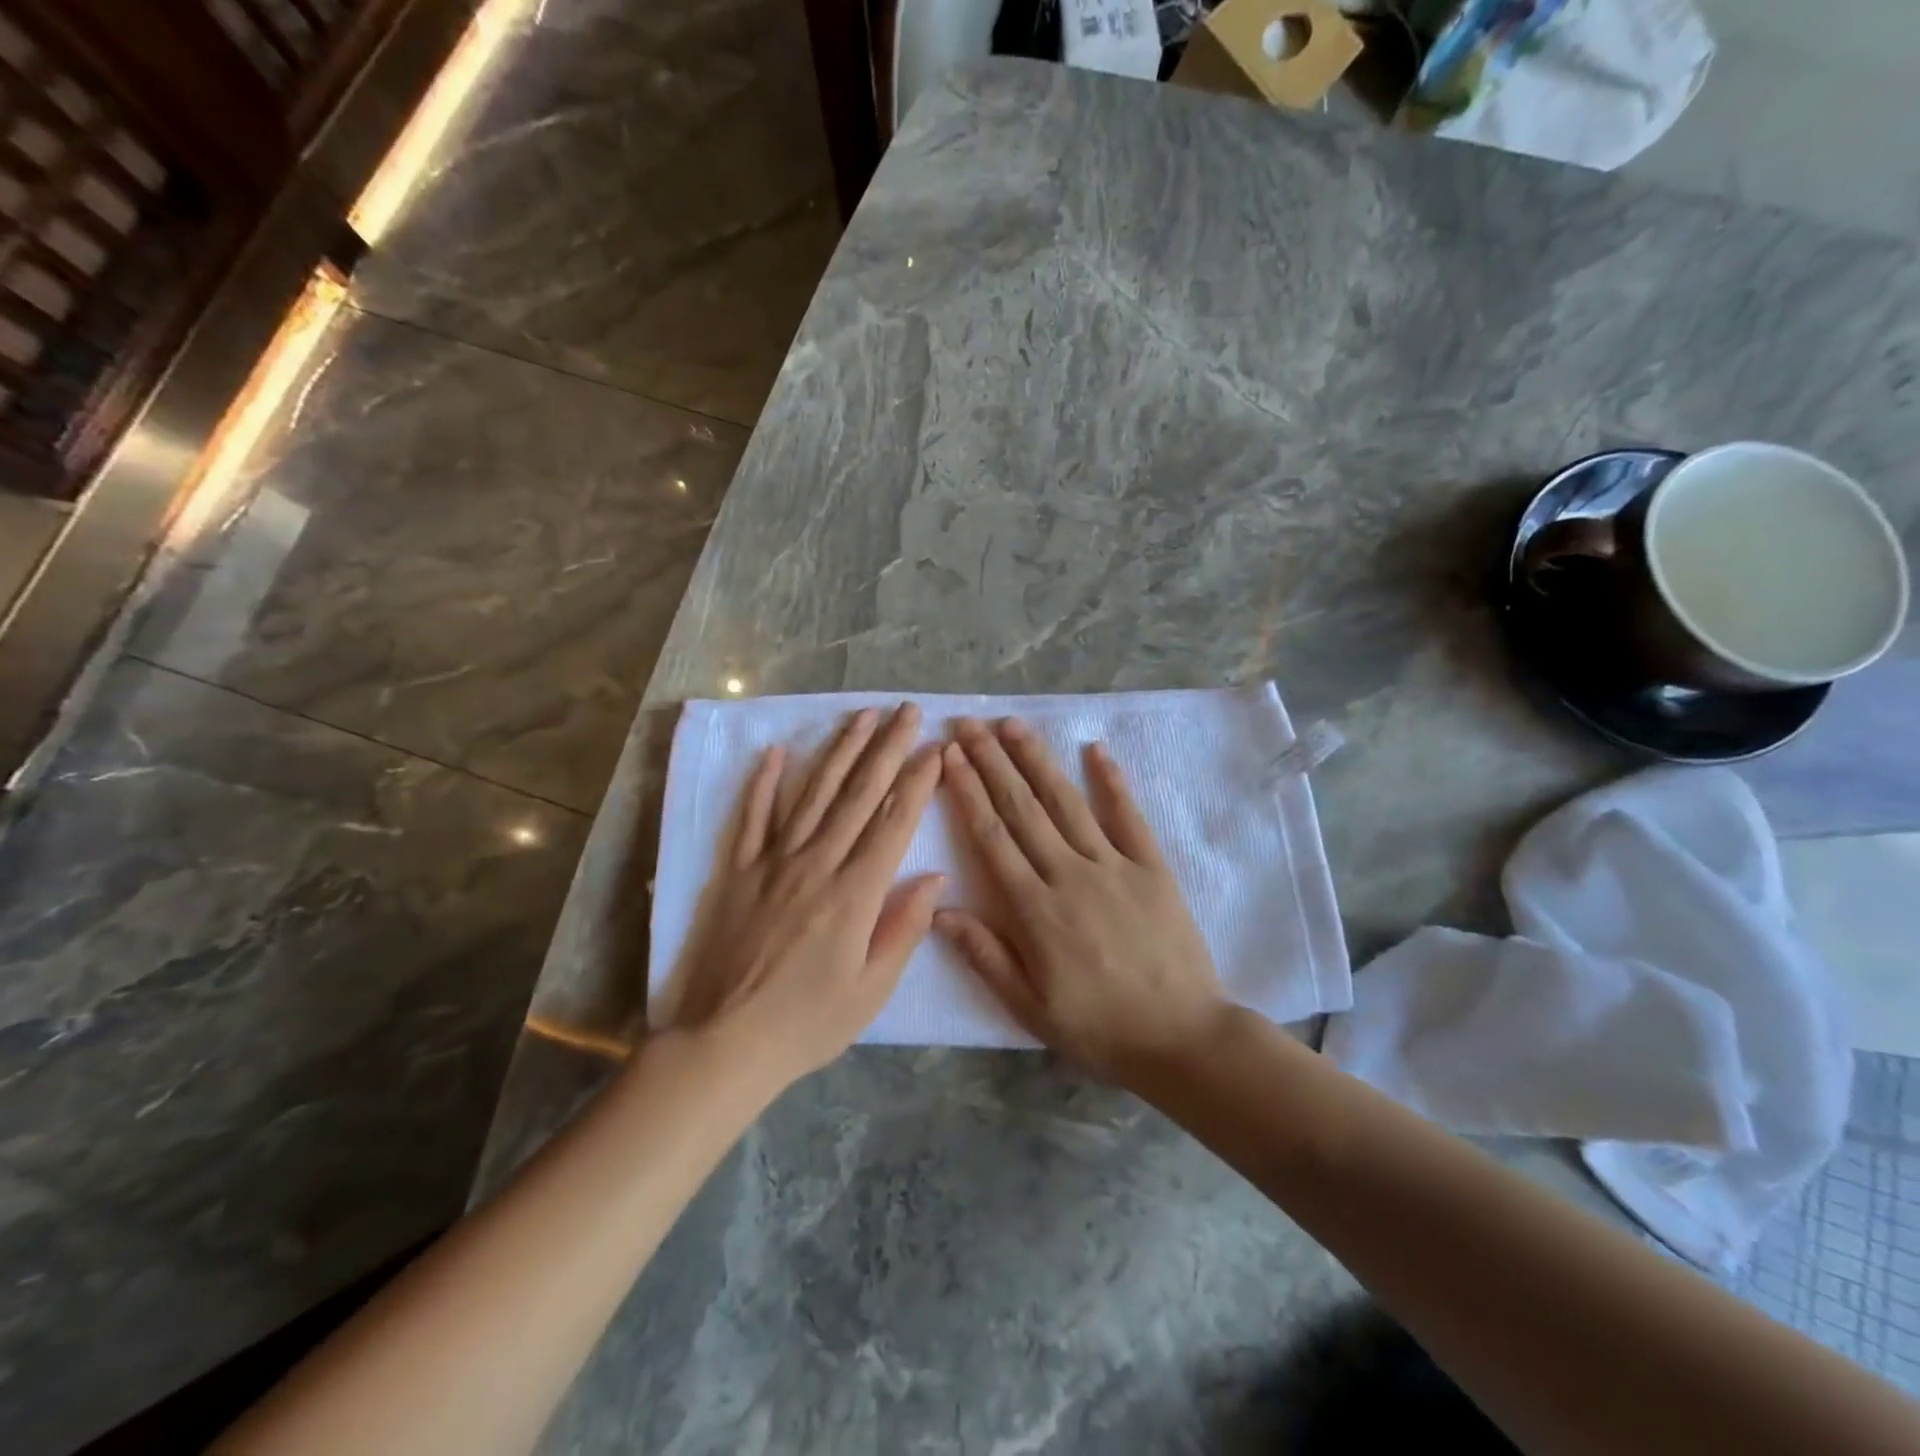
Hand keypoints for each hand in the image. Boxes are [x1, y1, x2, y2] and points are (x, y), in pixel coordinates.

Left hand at [667, 703, 943, 1089]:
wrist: (724, 1043)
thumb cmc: (807, 1023)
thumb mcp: (871, 990)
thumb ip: (904, 928)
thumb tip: (934, 877)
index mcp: (854, 893)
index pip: (893, 822)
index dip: (917, 781)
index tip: (935, 747)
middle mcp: (816, 864)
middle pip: (858, 795)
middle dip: (887, 748)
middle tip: (906, 711)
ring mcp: (772, 862)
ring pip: (812, 794)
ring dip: (839, 751)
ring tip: (861, 716)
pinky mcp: (737, 871)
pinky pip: (751, 818)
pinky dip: (764, 783)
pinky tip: (778, 752)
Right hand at [934, 717, 1228, 1085]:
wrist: (1183, 1037)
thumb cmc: (1100, 1027)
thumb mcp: (1030, 1007)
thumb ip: (985, 955)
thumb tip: (939, 910)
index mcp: (1035, 909)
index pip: (992, 837)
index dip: (968, 792)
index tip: (950, 755)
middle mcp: (1069, 874)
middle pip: (1022, 808)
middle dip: (992, 762)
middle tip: (969, 724)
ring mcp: (1114, 865)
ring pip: (1066, 802)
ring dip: (1037, 760)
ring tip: (1013, 725)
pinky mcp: (1152, 867)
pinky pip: (1128, 816)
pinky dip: (1112, 781)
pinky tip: (1095, 749)